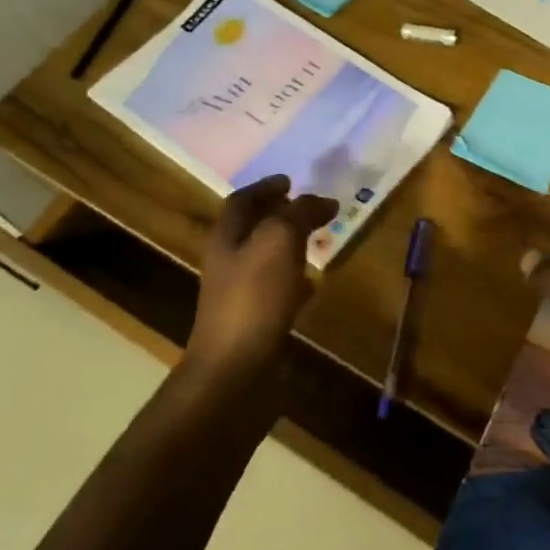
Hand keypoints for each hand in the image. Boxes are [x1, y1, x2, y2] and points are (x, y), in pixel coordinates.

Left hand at [187, 176, 338, 379]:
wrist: (236, 368)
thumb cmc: (254, 297)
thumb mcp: (279, 241)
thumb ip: (299, 214)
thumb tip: (323, 200)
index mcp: (226, 237)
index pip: (242, 201)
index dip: (265, 187)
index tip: (292, 181)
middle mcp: (227, 262)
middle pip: (252, 229)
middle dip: (279, 215)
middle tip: (310, 209)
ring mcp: (239, 294)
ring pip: (265, 259)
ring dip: (289, 246)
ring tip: (318, 240)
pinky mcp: (255, 320)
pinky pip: (275, 290)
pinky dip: (295, 279)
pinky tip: (313, 285)